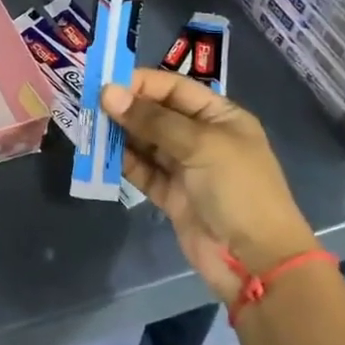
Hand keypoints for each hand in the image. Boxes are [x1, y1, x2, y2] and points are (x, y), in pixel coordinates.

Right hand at [102, 69, 319, 301]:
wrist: (257, 261)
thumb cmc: (238, 189)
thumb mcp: (200, 145)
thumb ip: (152, 120)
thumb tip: (108, 93)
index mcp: (220, 117)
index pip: (175, 89)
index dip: (141, 83)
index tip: (105, 83)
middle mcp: (202, 137)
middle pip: (157, 114)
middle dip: (125, 108)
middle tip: (88, 104)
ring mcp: (186, 168)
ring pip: (145, 142)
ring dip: (119, 134)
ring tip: (88, 126)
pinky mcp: (172, 195)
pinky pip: (142, 171)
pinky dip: (122, 162)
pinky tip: (100, 153)